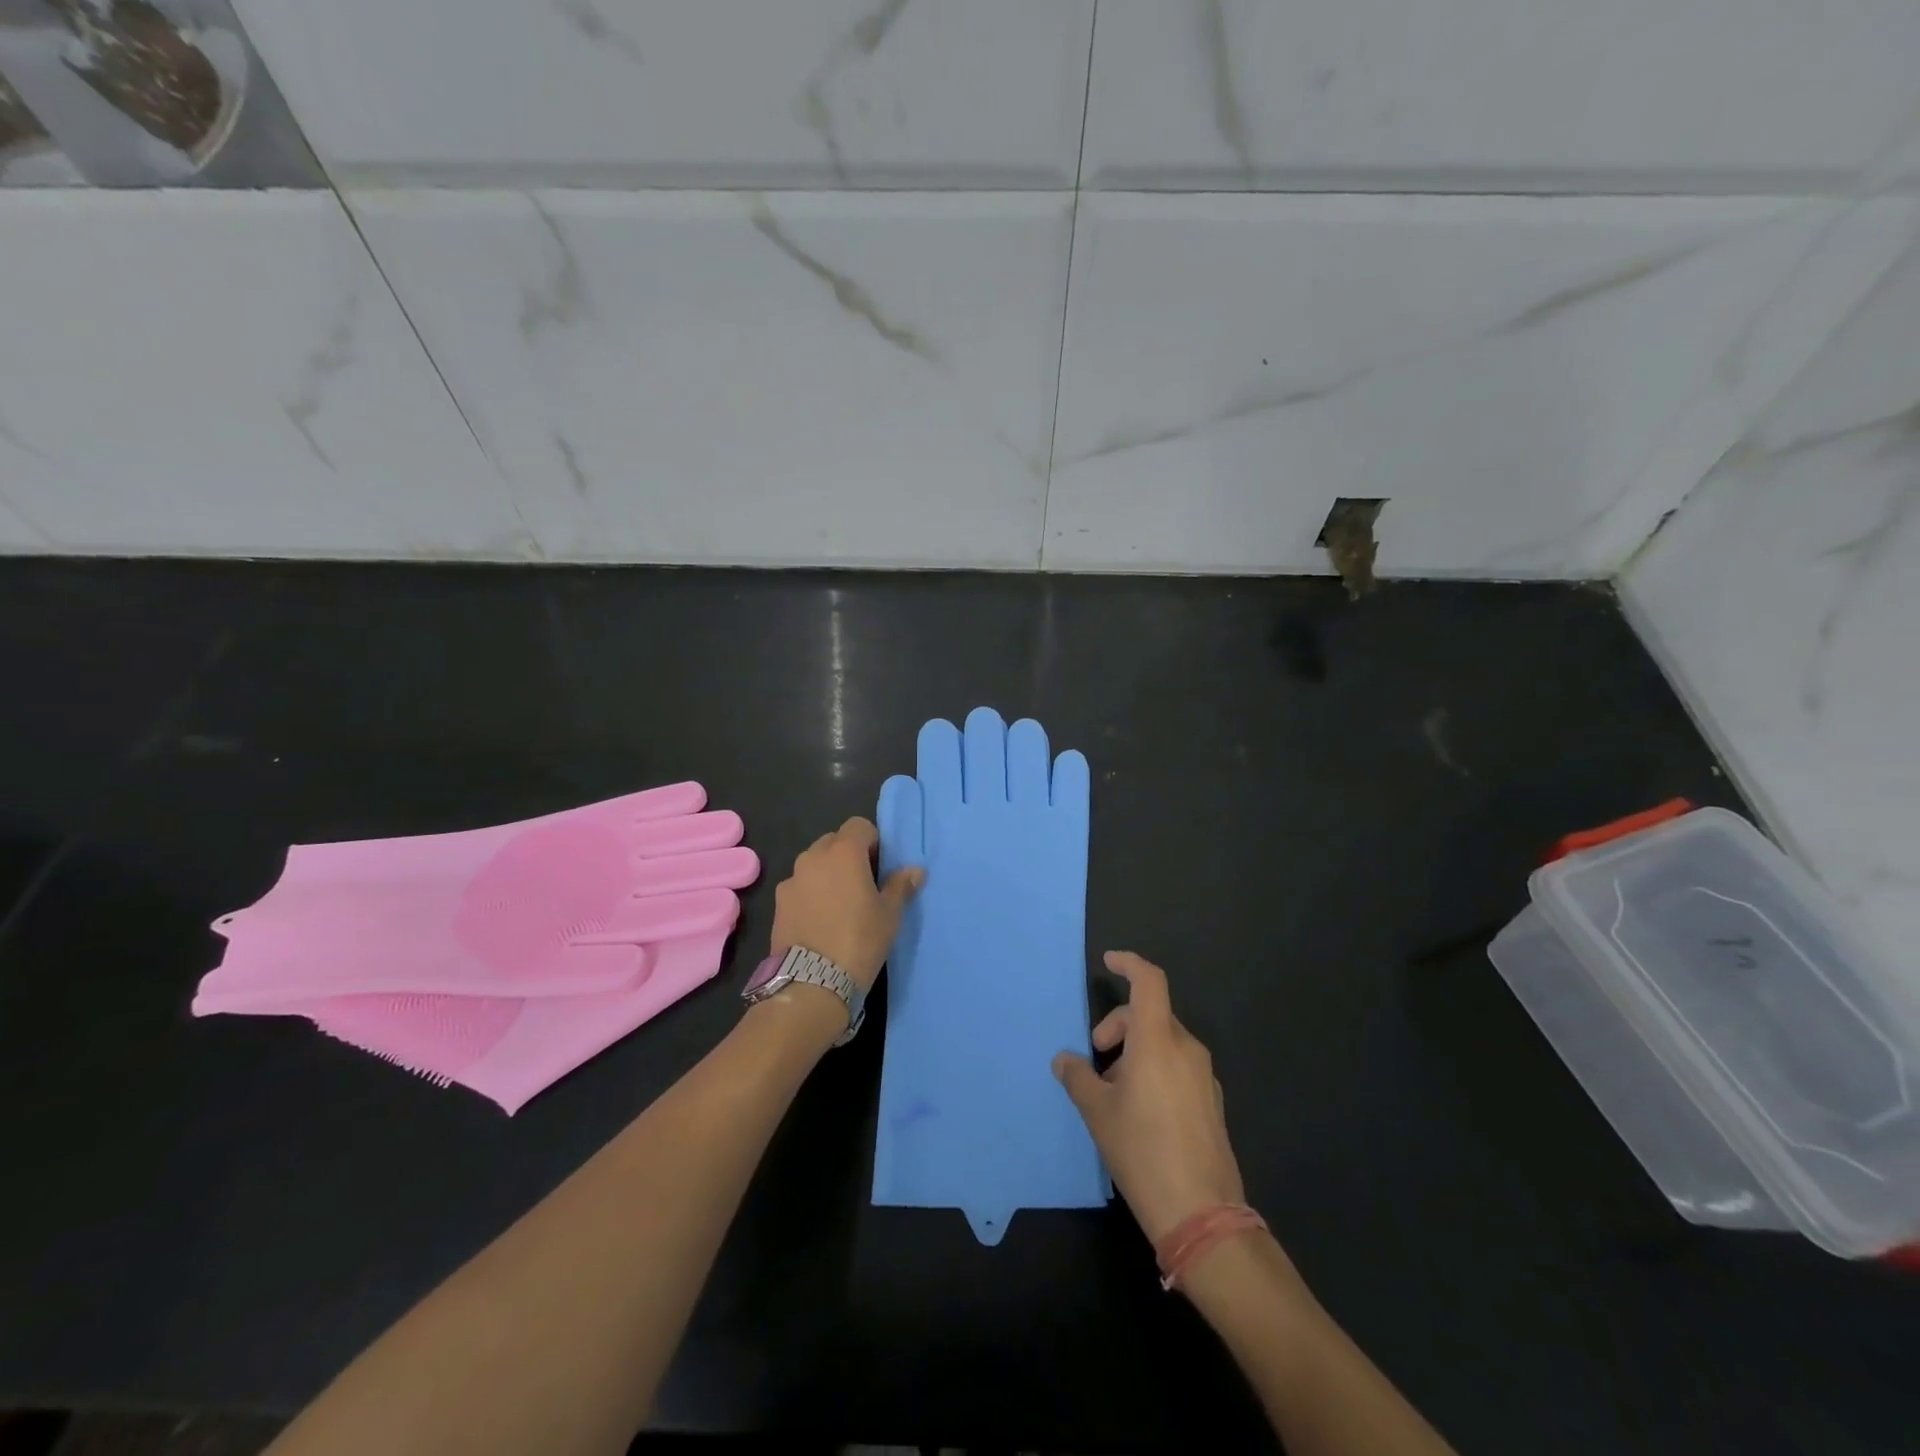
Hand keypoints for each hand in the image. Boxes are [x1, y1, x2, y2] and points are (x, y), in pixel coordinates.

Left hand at [771, 817, 922, 989]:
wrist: (812, 982)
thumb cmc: (860, 941)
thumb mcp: (889, 915)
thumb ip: (900, 886)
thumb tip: (915, 870)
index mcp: (844, 852)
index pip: (859, 826)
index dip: (872, 842)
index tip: (879, 867)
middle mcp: (813, 857)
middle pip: (834, 841)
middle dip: (848, 855)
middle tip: (862, 885)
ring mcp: (792, 879)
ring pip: (814, 863)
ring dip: (827, 873)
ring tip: (839, 905)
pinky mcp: (778, 902)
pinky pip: (800, 886)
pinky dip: (810, 893)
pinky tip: (819, 921)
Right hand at [1053, 952, 1246, 1244]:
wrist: (1201, 1214)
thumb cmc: (1141, 1151)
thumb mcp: (1097, 1113)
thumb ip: (1077, 1077)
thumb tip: (1064, 1059)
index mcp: (1157, 1041)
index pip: (1149, 981)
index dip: (1129, 963)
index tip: (1109, 962)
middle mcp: (1185, 1049)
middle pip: (1150, 1014)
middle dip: (1118, 1025)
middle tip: (1095, 1056)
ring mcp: (1204, 1076)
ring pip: (1164, 1041)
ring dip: (1135, 1051)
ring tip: (1114, 1091)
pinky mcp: (1211, 1101)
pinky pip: (1178, 1066)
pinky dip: (1155, 1069)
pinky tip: (1140, 1109)